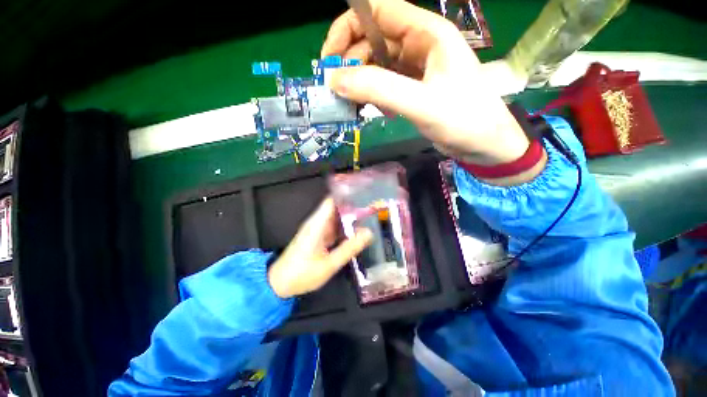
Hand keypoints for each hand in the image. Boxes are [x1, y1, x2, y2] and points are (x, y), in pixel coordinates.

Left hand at [268, 198, 373, 298]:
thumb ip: (349, 248)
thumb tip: (369, 233)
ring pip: (336, 219)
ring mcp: (317, 230)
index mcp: (317, 224)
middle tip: (372, 209)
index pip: (332, 200)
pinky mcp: (317, 237)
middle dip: (353, 208)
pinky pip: (334, 228)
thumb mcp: (329, 264)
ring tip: (369, 219)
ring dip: (350, 219)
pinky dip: (344, 229)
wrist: (280, 284)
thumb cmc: (302, 273)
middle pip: (336, 208)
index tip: (364, 195)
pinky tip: (356, 233)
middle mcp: (317, 223)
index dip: (347, 196)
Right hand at [321, 0, 532, 168]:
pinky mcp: (413, 90)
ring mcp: (415, 70)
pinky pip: (385, 85)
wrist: (484, 145)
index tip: (329, 58)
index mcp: (426, 33)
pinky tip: (372, 110)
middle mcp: (419, 46)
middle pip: (373, 40)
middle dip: (350, 62)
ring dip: (360, 82)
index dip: (348, 27)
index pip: (377, 10)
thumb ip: (378, 89)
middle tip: (336, 90)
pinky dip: (372, 95)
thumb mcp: (420, 102)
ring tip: (350, 104)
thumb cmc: (463, 119)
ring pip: (377, 65)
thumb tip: (335, 80)